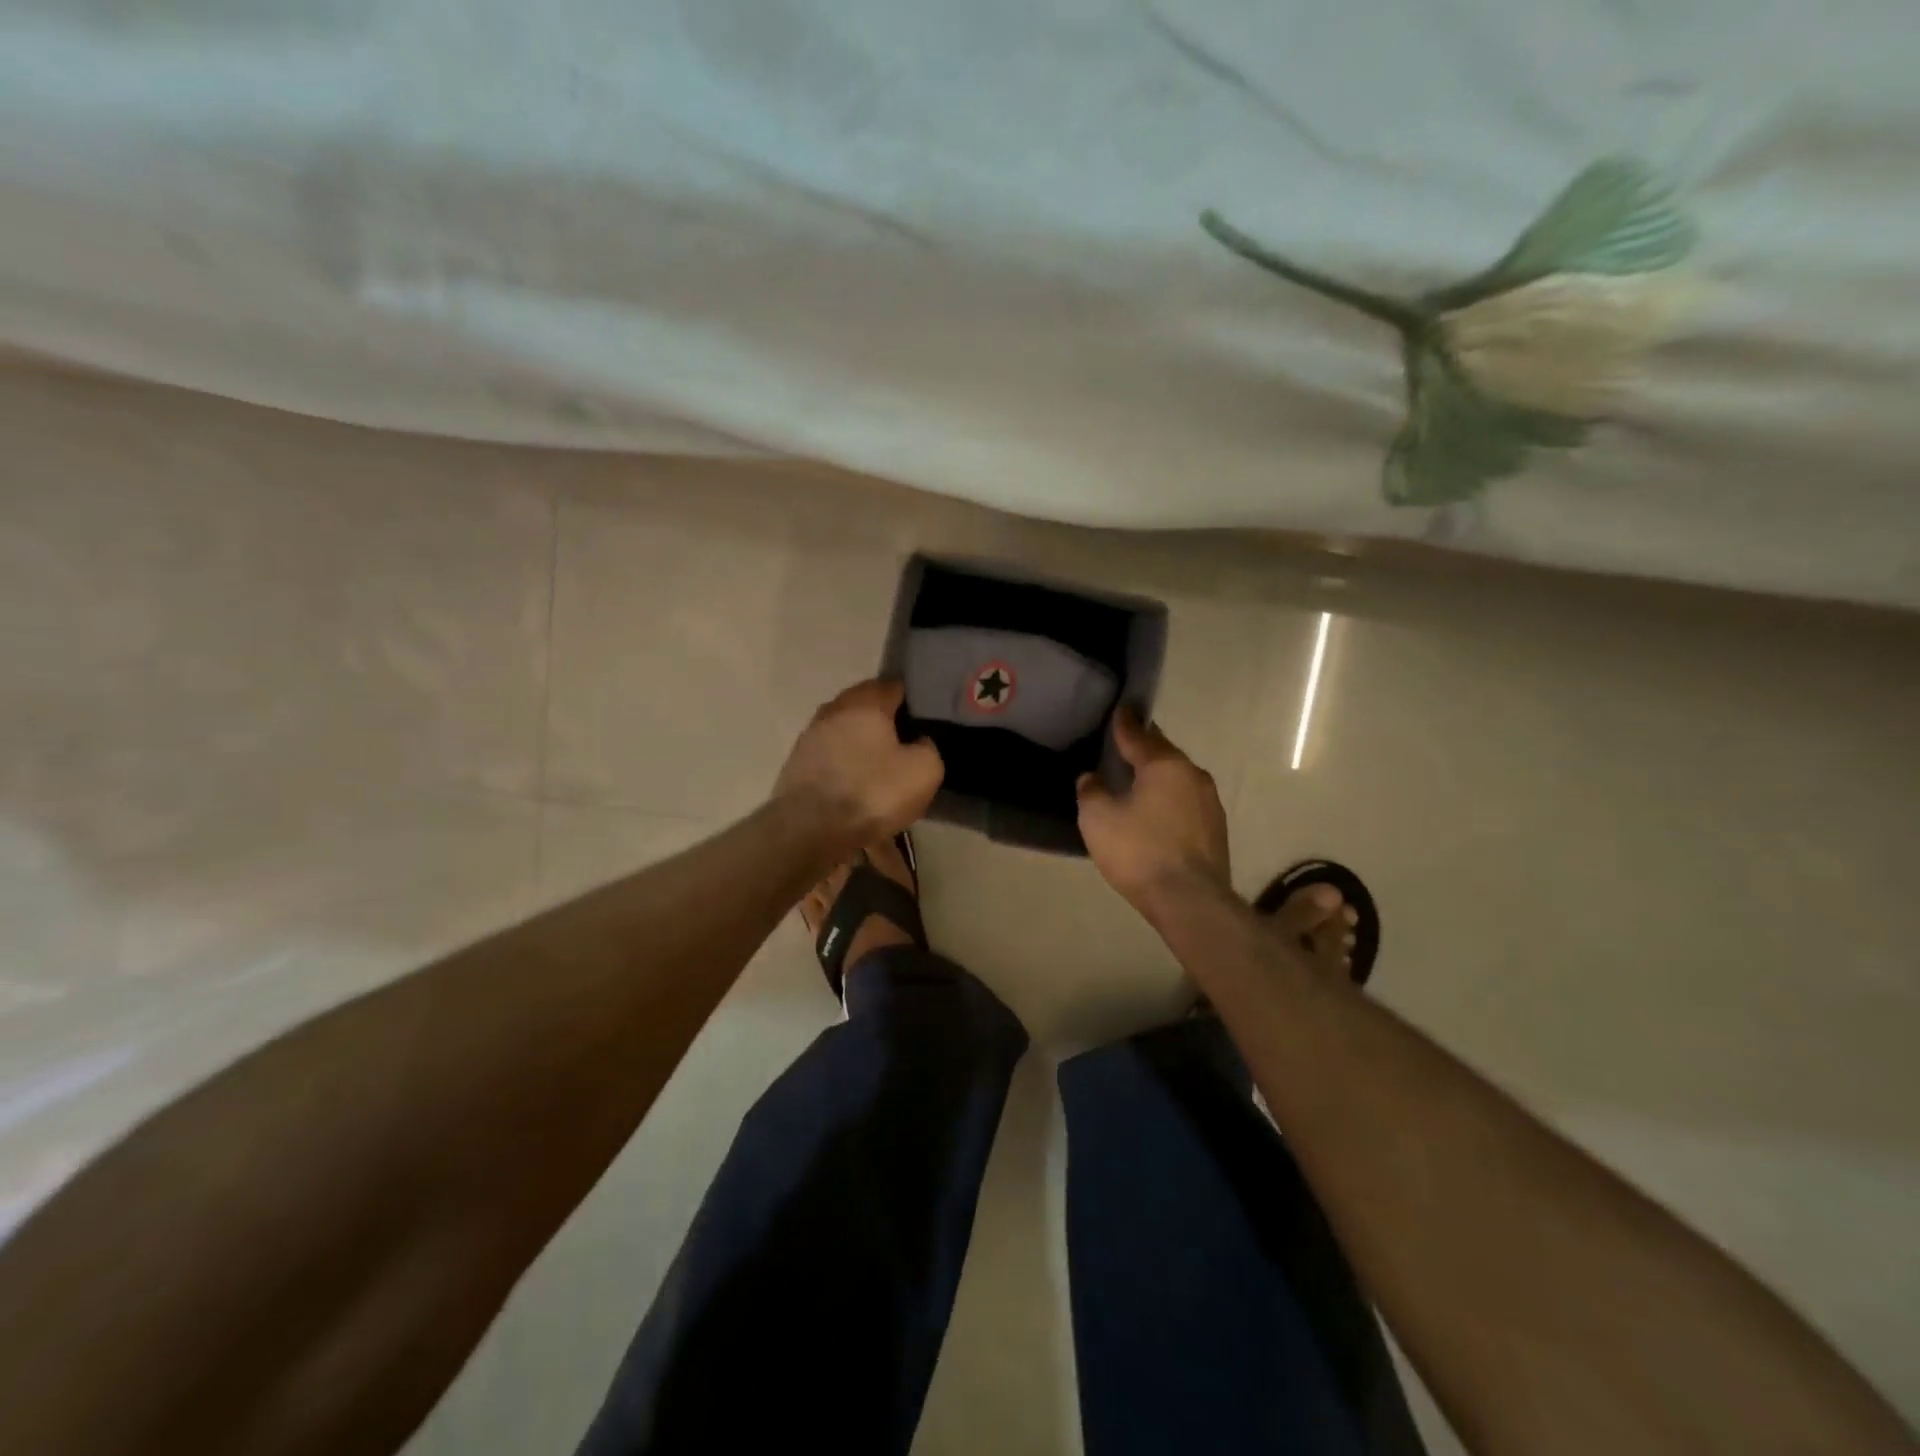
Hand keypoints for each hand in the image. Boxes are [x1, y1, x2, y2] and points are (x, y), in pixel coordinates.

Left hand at [774, 679, 943, 846]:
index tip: (925, 718)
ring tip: (882, 774)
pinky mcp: (796, 767)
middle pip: (865, 710)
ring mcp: (809, 739)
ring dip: (863, 750)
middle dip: (885, 724)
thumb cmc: (873, 792)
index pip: (893, 686)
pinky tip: (859, 794)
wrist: (810, 831)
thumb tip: (918, 742)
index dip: (912, 699)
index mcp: (865, 703)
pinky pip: (832, 763)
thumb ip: (928, 747)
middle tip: (906, 746)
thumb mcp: (924, 770)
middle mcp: (833, 711)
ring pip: (847, 737)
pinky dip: (847, 773)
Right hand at [1078, 709, 1230, 917]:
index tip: (1119, 710)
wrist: (1190, 900)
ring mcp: (1209, 802)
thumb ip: (1092, 791)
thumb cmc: (1139, 851)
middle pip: (1163, 753)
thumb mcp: (1098, 819)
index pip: (1138, 735)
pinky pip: (1186, 801)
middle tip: (1124, 744)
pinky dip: (1169, 798)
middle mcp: (1192, 775)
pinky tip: (1156, 811)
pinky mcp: (1215, 828)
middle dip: (1144, 747)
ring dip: (1158, 775)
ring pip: (1178, 777)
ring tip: (1138, 779)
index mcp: (1164, 765)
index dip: (1123, 724)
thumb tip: (1093, 778)